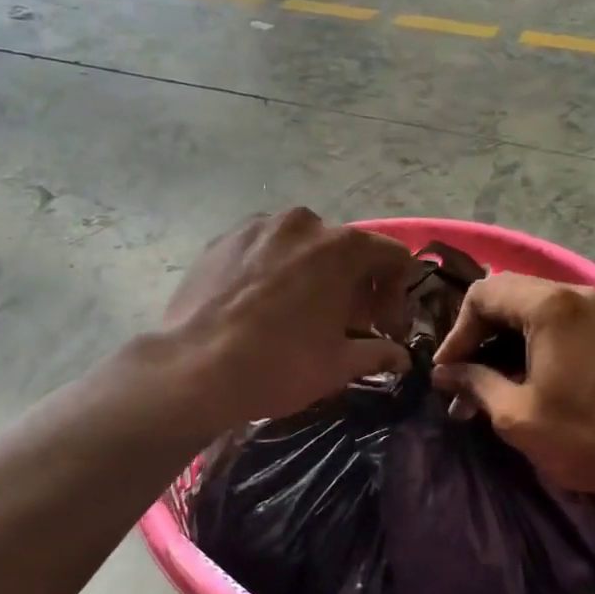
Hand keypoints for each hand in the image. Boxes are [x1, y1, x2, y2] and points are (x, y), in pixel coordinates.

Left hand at [164, 210, 411, 425]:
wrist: (194, 370)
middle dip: (354, 285)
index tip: (383, 327)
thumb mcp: (339, 366)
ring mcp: (257, 227)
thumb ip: (378, 353)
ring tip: (298, 314)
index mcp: (341, 247)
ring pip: (301, 247)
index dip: (397, 293)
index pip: (392, 255)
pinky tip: (260, 307)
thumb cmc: (279, 365)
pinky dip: (274, 271)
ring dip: (313, 274)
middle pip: (346, 249)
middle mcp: (302, 223)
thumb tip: (401, 357)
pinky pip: (263, 250)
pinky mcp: (221, 240)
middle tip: (343, 325)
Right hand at [431, 273, 594, 503]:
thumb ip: (474, 383)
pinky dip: (530, 341)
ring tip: (484, 385)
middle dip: (478, 334)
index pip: (482, 295)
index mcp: (550, 306)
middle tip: (461, 376)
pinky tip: (518, 377)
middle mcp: (575, 293)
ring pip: (531, 307)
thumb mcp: (516, 414)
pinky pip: (557, 320)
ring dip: (503, 340)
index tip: (447, 372)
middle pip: (506, 295)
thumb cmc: (584, 436)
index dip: (457, 333)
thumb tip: (444, 373)